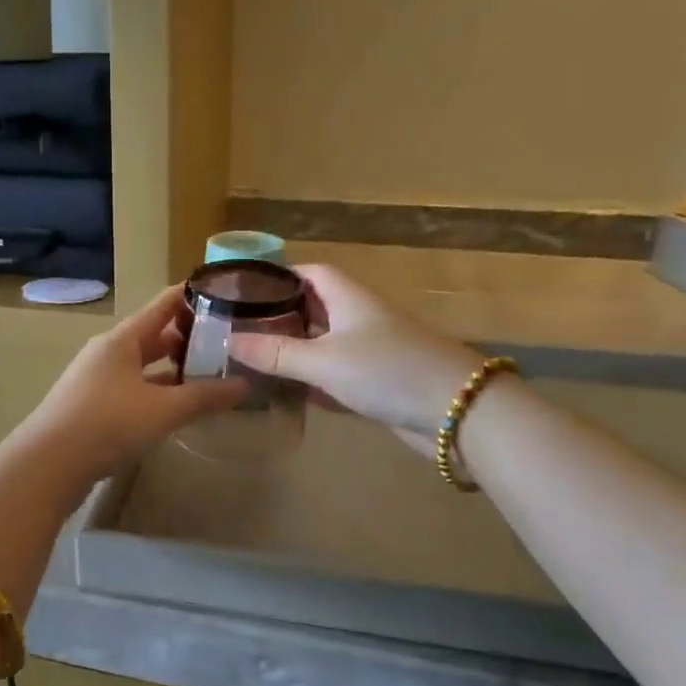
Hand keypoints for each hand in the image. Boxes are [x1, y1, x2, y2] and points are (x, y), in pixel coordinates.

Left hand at [12, 286, 248, 486]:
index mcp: (122, 339)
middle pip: (153, 335)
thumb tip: (245, 385)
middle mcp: (108, 352)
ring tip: (209, 372)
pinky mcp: (92, 406)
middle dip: (187, 336)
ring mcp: (97, 379)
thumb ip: (205, 396)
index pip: (163, 304)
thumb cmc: (107, 424)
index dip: (192, 295)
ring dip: (173, 368)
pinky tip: (176, 406)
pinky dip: (157, 391)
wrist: (48, 465)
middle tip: (226, 340)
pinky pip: (133, 388)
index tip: (225, 292)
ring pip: (143, 365)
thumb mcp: (163, 410)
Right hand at [227, 264, 481, 436]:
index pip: (309, 272)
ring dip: (294, 351)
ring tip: (253, 361)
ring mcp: (371, 351)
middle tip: (240, 331)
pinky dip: (313, 380)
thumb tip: (228, 341)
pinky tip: (288, 393)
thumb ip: (276, 353)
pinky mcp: (378, 382)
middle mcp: (359, 318)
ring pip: (323, 344)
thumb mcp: (323, 360)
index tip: (244, 290)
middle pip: (314, 308)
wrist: (458, 412)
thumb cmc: (387, 370)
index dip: (279, 276)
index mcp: (348, 298)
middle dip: (280, 316)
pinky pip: (336, 374)